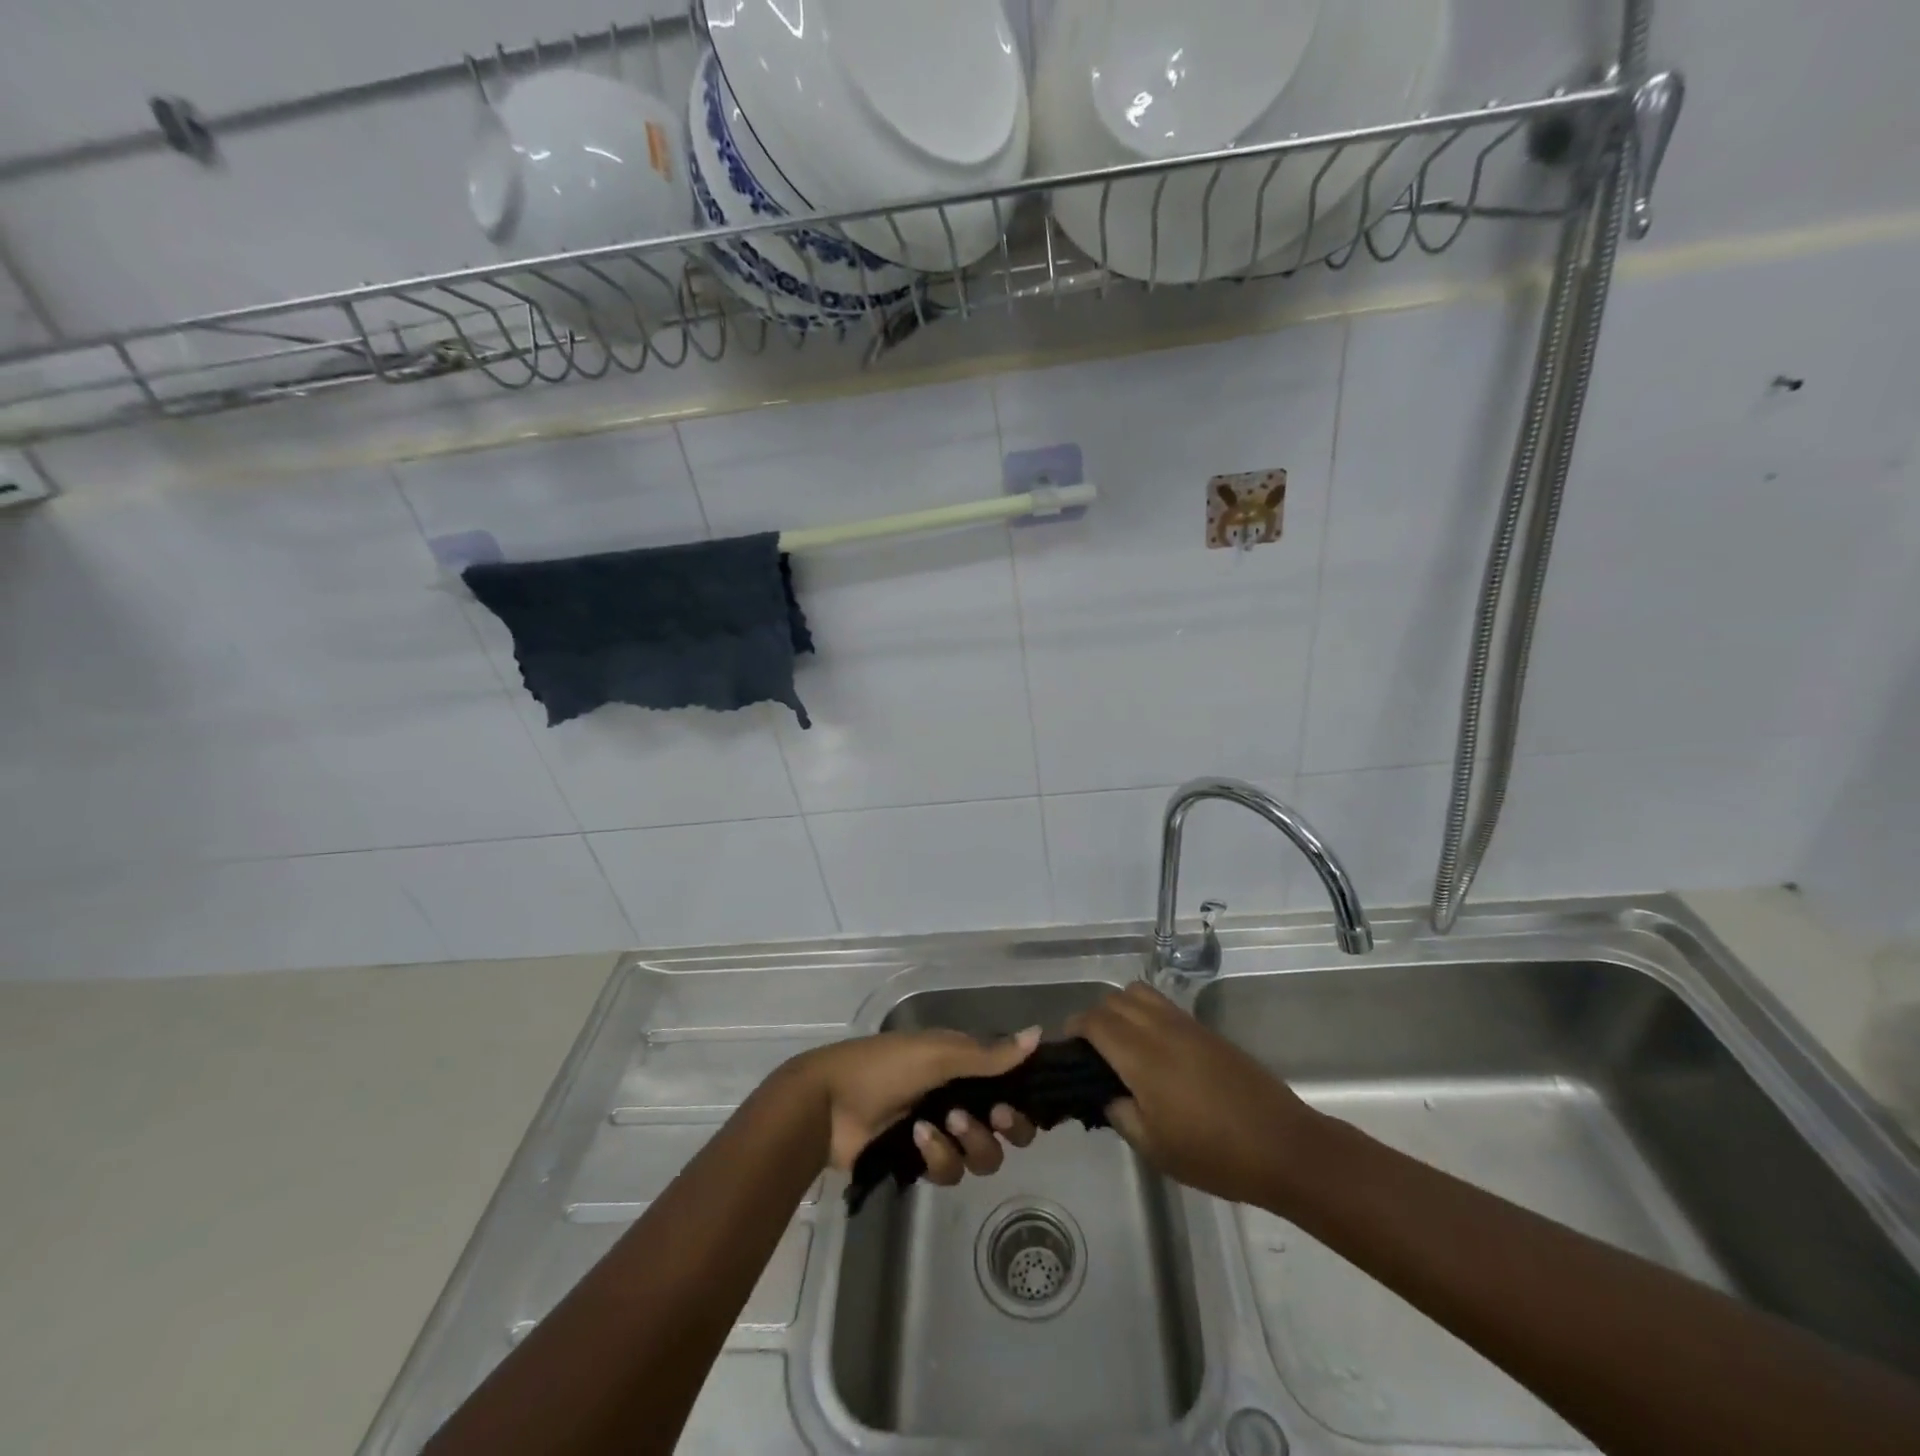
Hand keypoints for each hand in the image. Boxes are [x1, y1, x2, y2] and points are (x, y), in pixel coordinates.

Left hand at [784, 1028, 1040, 1182]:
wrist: (830, 1104)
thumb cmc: (886, 1065)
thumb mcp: (939, 1053)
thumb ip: (989, 1054)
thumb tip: (1039, 1034)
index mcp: (965, 1065)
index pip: (1012, 1084)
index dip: (1024, 1096)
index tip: (1025, 1098)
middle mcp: (961, 1097)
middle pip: (1008, 1128)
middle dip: (1005, 1126)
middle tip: (993, 1116)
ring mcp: (942, 1132)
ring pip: (983, 1155)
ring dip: (967, 1141)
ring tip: (938, 1124)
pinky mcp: (921, 1162)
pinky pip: (950, 1171)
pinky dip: (937, 1156)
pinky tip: (916, 1138)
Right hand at [1069, 983, 1319, 1206]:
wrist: (1283, 1146)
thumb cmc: (1213, 1154)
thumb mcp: (1154, 1147)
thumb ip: (1119, 1113)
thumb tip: (1106, 1092)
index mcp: (1140, 1055)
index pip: (1094, 1021)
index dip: (1074, 1029)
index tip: (1068, 1050)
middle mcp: (1159, 1028)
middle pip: (1114, 1000)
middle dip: (1095, 1018)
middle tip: (1092, 1053)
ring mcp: (1186, 1024)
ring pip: (1139, 993)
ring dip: (1121, 1009)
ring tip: (1122, 1045)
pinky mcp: (1206, 1030)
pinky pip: (1163, 1005)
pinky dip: (1146, 1014)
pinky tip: (1153, 1051)